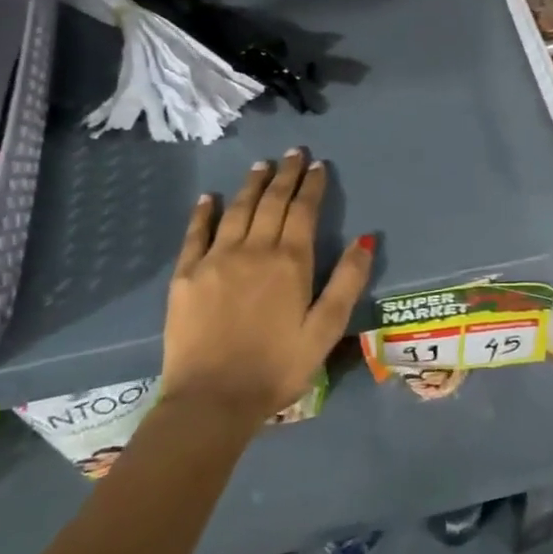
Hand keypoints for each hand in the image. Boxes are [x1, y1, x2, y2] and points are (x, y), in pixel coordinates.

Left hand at [161, 151, 374, 423]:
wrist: (212, 400)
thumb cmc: (278, 367)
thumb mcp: (325, 329)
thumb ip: (347, 281)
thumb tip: (366, 239)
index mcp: (291, 262)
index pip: (304, 211)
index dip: (313, 185)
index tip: (318, 165)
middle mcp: (254, 250)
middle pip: (272, 202)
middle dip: (285, 175)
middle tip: (293, 153)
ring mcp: (216, 259)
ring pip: (237, 210)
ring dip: (251, 185)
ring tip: (261, 165)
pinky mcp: (186, 275)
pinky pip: (196, 233)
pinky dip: (204, 212)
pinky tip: (210, 198)